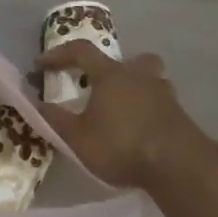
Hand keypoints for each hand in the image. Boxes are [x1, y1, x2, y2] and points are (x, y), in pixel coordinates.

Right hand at [37, 40, 205, 189]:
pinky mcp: (181, 116)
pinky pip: (161, 103)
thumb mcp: (78, 137)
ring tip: (123, 111)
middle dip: (114, 68)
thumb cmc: (121, 144)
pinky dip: (149, 111)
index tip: (41, 65)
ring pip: (150, 79)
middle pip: (130, 59)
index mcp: (111, 75)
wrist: (178, 165)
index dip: (58, 54)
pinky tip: (141, 132)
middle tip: (102, 85)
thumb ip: (55, 119)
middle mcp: (140, 76)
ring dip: (136, 88)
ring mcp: (165, 94)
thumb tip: (37, 103)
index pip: (81, 51)